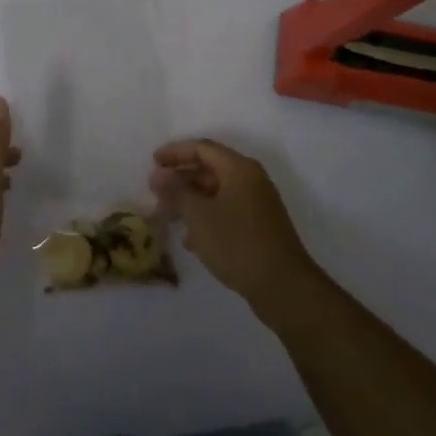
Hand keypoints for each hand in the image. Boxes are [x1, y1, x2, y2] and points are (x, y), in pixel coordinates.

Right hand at [150, 139, 323, 313]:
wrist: (283, 286)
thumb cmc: (237, 243)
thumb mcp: (199, 215)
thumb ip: (177, 191)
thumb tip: (160, 175)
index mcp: (239, 169)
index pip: (202, 148)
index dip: (175, 152)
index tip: (153, 162)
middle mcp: (250, 180)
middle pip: (209, 169)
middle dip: (180, 179)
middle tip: (155, 192)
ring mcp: (257, 205)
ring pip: (216, 193)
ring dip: (190, 201)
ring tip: (166, 216)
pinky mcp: (259, 228)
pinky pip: (226, 212)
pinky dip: (206, 218)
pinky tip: (190, 240)